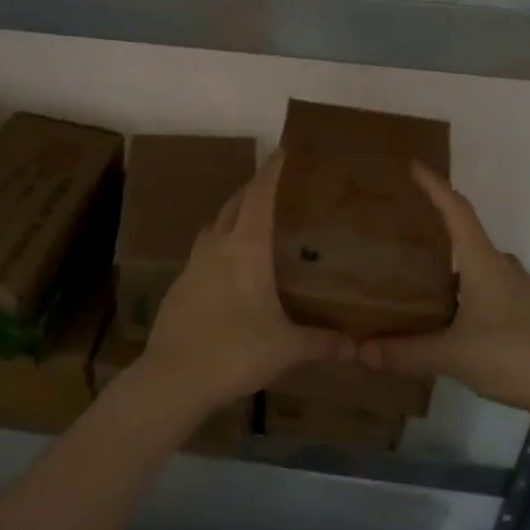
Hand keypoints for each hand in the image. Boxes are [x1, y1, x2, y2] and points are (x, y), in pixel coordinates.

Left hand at [137, 148, 350, 415]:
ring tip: (254, 220)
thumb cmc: (234, 352)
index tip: (284, 150)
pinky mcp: (180, 284)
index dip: (272, 171)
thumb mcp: (286, 348)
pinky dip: (219, 244)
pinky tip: (229, 267)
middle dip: (254, 188)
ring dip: (233, 214)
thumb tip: (356, 347)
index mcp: (245, 247)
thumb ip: (322, 342)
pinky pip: (203, 251)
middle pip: (235, 203)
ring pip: (215, 224)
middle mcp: (217, 245)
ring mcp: (193, 263)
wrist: (172, 378)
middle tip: (277, 186)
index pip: (260, 195)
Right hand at [359, 164, 529, 414]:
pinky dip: (462, 287)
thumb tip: (361, 352)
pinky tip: (447, 310)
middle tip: (404, 226)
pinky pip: (484, 285)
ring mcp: (515, 288)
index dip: (435, 186)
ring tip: (417, 270)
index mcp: (482, 262)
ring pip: (476, 262)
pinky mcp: (522, 310)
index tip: (414, 165)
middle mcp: (499, 266)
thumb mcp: (452, 355)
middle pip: (465, 233)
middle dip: (437, 225)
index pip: (456, 210)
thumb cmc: (512, 356)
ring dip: (450, 261)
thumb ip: (406, 353)